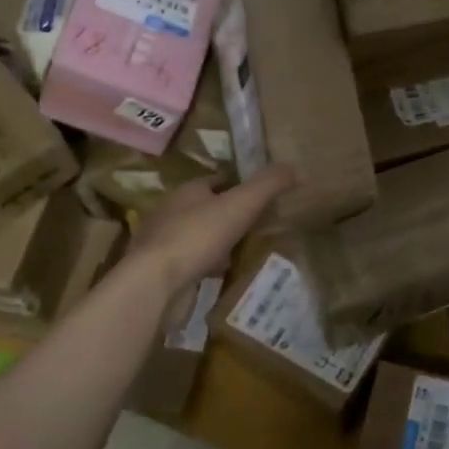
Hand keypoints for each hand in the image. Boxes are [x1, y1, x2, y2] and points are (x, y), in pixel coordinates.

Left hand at [125, 165, 295, 295]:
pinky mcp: (158, 269)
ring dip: (214, 241)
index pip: (215, 180)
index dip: (237, 185)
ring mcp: (161, 241)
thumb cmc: (198, 235)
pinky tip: (217, 274)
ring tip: (238, 251)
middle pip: (204, 207)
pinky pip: (188, 261)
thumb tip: (294, 167)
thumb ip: (268, 185)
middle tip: (253, 225)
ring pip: (195, 235)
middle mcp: (170, 211)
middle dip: (225, 214)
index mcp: (188, 190)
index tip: (258, 195)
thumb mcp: (241, 205)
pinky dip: (204, 264)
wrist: (154, 281)